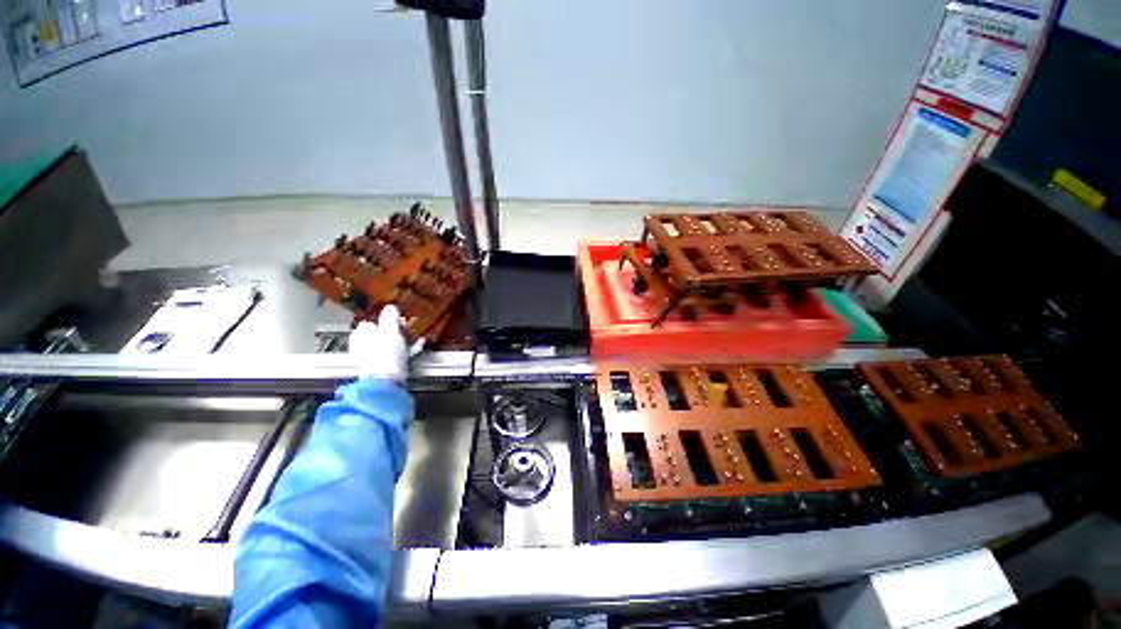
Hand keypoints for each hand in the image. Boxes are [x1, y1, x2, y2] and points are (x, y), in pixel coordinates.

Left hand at [348, 305, 423, 382]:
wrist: (386, 379)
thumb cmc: (385, 352)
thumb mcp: (389, 329)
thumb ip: (390, 316)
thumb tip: (390, 306)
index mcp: (361, 333)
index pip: (373, 321)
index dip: (387, 319)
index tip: (401, 319)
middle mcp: (364, 344)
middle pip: (383, 332)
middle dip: (398, 329)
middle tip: (411, 326)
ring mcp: (374, 356)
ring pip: (391, 343)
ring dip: (405, 338)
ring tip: (418, 335)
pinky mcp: (385, 366)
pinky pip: (397, 353)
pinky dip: (408, 349)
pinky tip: (419, 345)